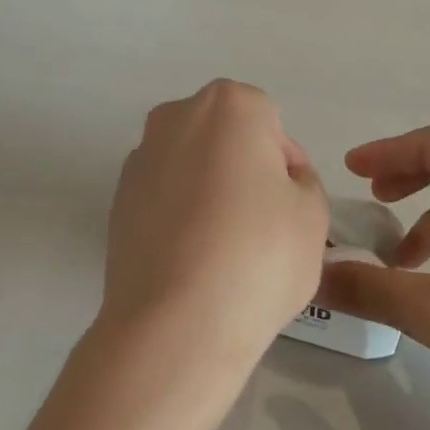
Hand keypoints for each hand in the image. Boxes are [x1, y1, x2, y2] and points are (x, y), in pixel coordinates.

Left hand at [101, 82, 329, 366]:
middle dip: (244, 171)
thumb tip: (278, 183)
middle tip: (263, 225)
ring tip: (225, 250)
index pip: (271, 124)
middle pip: (224, 139)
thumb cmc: (259, 257)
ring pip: (190, 169)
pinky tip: (192, 261)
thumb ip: (302, 183)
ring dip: (209, 194)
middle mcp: (173, 119)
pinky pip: (163, 200)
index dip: (287, 166)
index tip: (291, 207)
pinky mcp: (115, 204)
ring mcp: (138, 161)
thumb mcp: (313, 216)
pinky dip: (180, 219)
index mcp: (228, 106)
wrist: (175, 323)